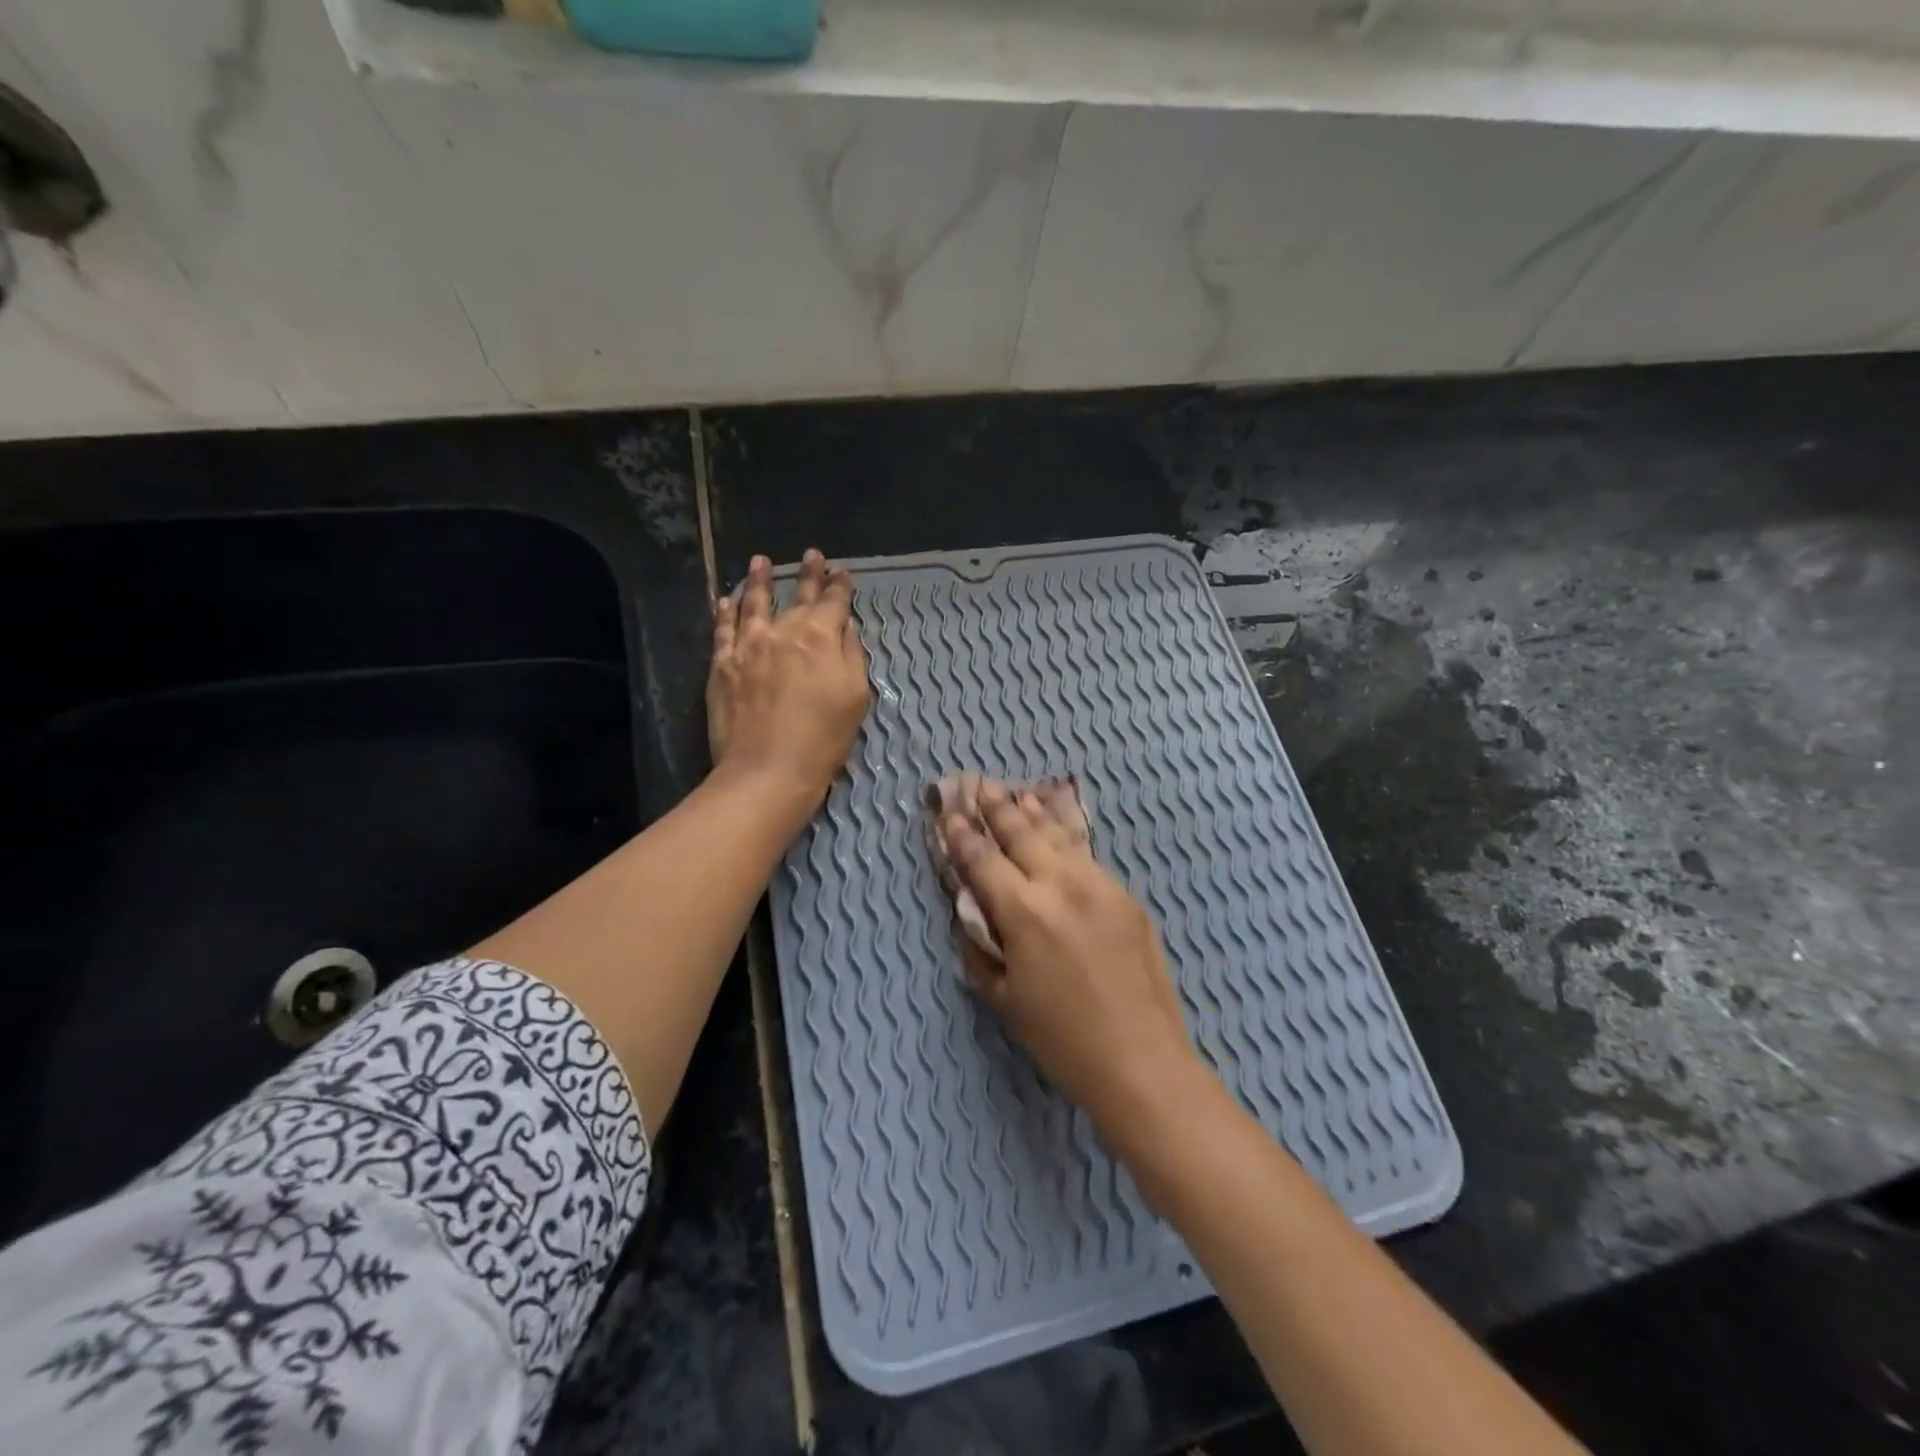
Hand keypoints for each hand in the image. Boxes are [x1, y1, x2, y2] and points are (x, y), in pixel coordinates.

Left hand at [708, 549, 870, 810]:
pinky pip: (723, 629)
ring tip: (760, 562)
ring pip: (754, 603)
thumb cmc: (823, 738)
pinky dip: (726, 611)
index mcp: (821, 638)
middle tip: (811, 555)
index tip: (840, 571)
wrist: (768, 769)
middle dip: (807, 575)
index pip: (833, 602)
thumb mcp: (856, 696)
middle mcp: (784, 632)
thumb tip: (846, 626)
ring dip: (759, 580)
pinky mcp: (723, 665)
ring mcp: (748, 646)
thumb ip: (852, 655)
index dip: (839, 585)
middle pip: (797, 596)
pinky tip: (726, 600)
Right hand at [942, 782, 1200, 1128]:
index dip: (961, 834)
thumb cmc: (1061, 1039)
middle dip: (997, 808)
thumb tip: (973, 913)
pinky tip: (1060, 832)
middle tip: (981, 786)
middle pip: (1022, 833)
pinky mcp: (1127, 897)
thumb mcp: (1003, 998)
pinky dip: (1067, 840)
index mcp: (1024, 911)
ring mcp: (1100, 886)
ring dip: (1035, 813)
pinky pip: (1088, 858)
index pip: (983, 859)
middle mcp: (1061, 885)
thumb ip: (981, 947)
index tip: (949, 813)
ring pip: (1060, 837)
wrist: (1141, 1061)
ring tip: (1020, 794)